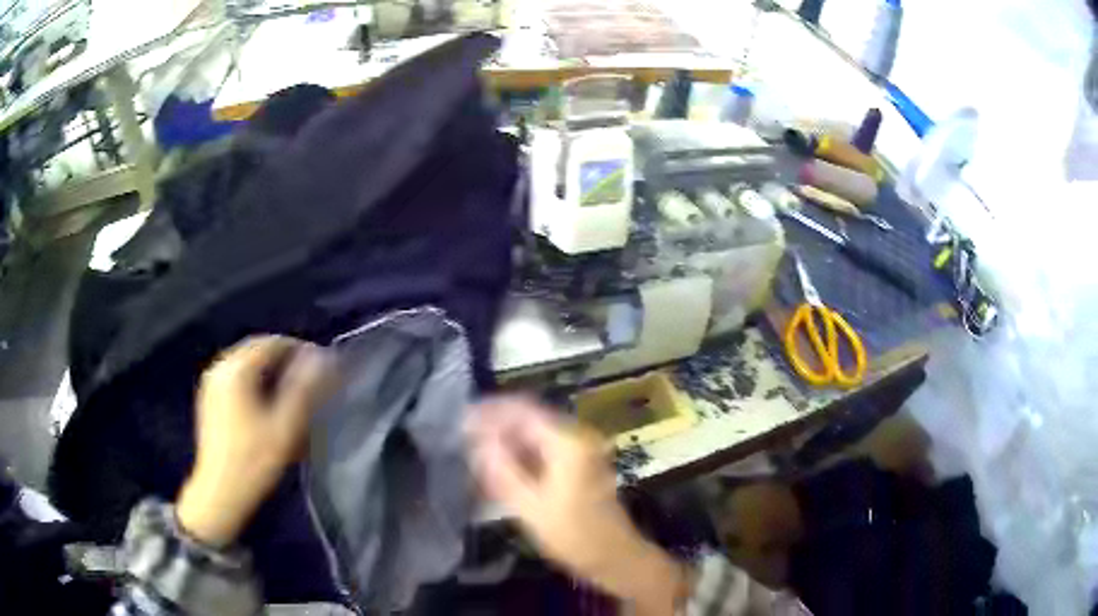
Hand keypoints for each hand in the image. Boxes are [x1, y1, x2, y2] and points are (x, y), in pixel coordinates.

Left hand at [177, 336, 336, 546]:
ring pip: (249, 366)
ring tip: (295, 395)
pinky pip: (238, 379)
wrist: (220, 493)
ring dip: (273, 373)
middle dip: (288, 362)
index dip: (302, 350)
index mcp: (237, 368)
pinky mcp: (211, 399)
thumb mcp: (285, 426)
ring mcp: (213, 383)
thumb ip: (305, 389)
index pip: (274, 343)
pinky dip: (258, 384)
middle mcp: (221, 367)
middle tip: (312, 382)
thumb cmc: (254, 460)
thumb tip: (323, 358)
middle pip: (260, 352)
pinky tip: (270, 406)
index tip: (325, 368)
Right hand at [467, 397, 687, 614]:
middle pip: (529, 420)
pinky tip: (501, 470)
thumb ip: (502, 469)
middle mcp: (577, 437)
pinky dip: (522, 456)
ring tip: (478, 454)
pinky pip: (545, 450)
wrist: (615, 556)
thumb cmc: (573, 534)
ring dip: (508, 442)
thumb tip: (479, 441)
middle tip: (466, 439)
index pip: (522, 410)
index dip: (491, 412)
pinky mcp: (580, 465)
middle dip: (497, 428)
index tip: (463, 420)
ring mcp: (582, 451)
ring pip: (535, 436)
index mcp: (568, 442)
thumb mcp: (529, 506)